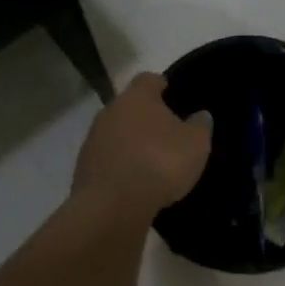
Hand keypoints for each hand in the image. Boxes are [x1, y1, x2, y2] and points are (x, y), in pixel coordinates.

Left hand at [71, 72, 211, 223]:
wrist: (112, 206)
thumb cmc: (159, 163)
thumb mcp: (195, 144)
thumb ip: (200, 126)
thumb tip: (201, 115)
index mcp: (137, 97)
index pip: (149, 79)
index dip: (161, 85)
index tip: (171, 94)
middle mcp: (111, 110)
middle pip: (130, 105)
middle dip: (145, 116)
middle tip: (165, 131)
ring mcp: (93, 138)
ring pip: (116, 132)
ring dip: (130, 141)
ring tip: (150, 159)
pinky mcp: (83, 167)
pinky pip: (107, 158)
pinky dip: (119, 163)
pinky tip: (134, 179)